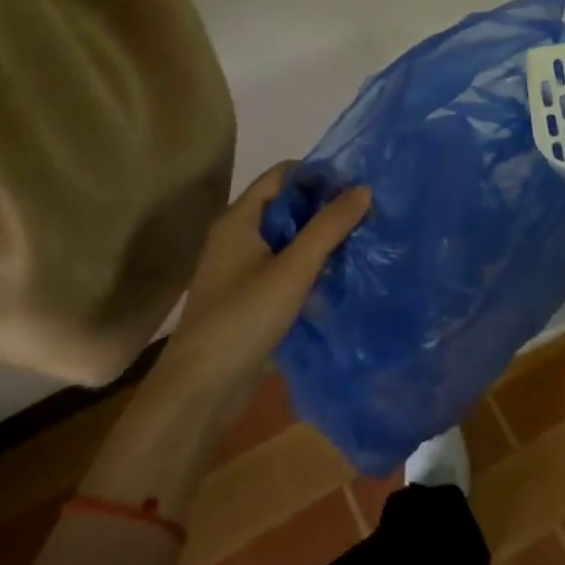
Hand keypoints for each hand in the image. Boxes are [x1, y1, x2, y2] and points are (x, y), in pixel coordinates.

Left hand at [150, 163, 370, 429]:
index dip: (319, 175)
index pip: (282, 175)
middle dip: (323, 208)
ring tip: (357, 244)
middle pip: (285, 205)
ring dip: (318, 239)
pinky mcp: (246, 296)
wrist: (200, 389)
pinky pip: (282, 267)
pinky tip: (334, 278)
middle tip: (364, 217)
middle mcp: (236, 236)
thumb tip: (363, 187)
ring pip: (286, 239)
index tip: (356, 188)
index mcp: (239, 218)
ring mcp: (239, 268)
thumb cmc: (244, 317)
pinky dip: (307, 266)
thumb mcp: (294, 268)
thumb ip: (329, 226)